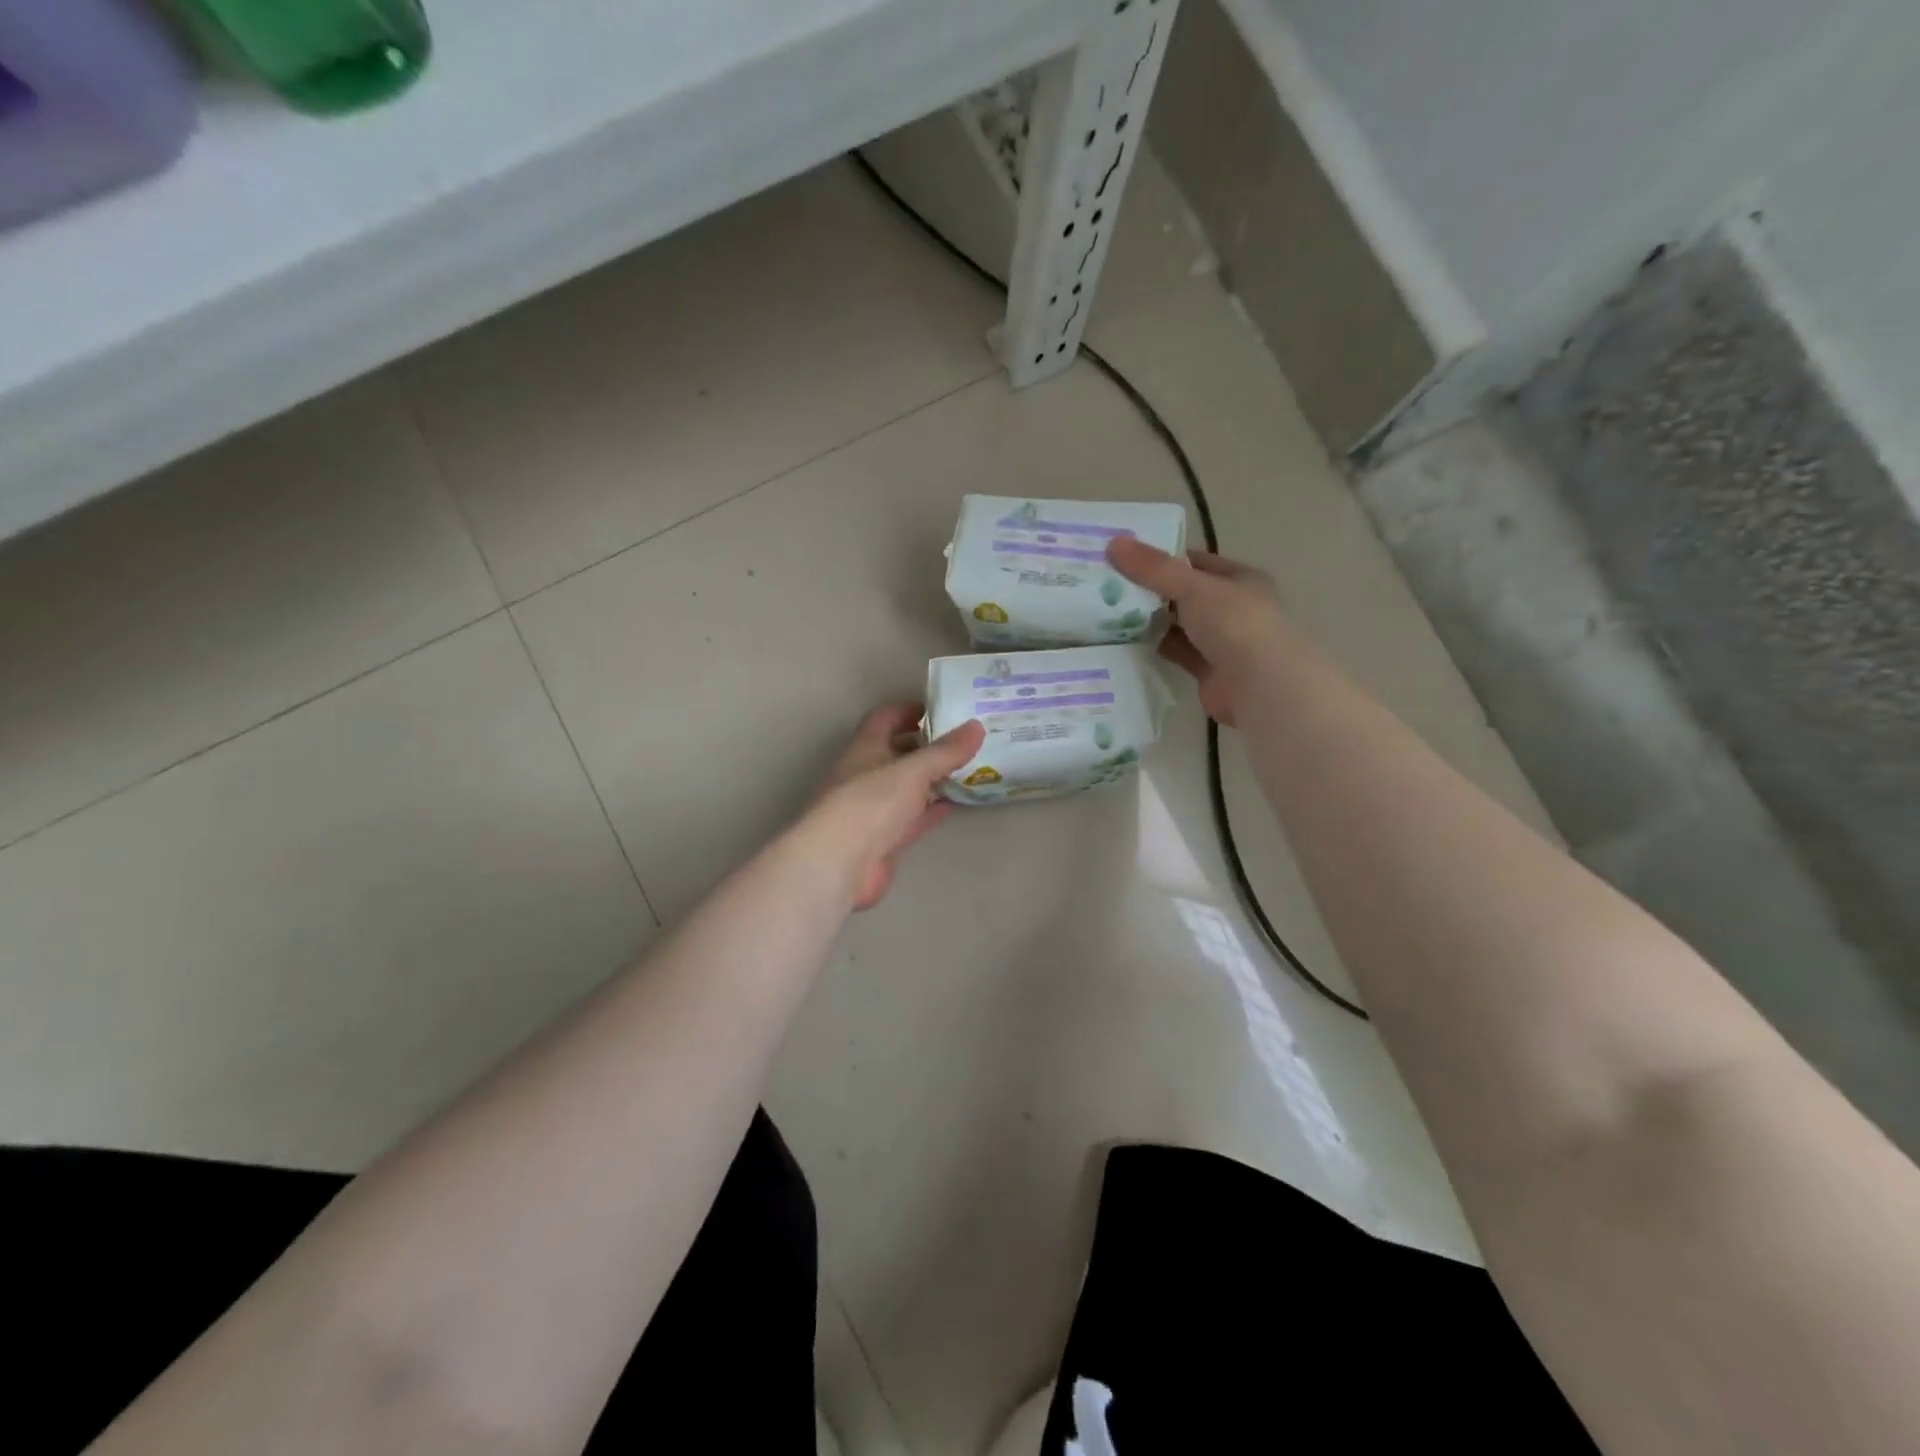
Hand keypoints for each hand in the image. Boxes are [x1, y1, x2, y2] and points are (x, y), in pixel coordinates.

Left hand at [801, 703, 986, 910]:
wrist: (840, 863)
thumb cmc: (870, 804)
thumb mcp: (912, 771)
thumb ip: (945, 751)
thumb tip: (976, 725)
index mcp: (865, 749)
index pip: (885, 719)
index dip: (909, 710)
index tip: (941, 709)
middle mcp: (867, 774)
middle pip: (898, 752)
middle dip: (928, 746)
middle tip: (965, 740)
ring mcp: (875, 808)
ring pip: (908, 786)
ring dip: (933, 778)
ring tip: (969, 768)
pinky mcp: (884, 838)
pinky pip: (913, 817)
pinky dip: (932, 809)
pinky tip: (956, 803)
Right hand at [1108, 538, 1292, 726]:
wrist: (1258, 684)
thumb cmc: (1234, 623)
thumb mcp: (1192, 587)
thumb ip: (1154, 568)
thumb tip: (1114, 543)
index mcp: (1240, 580)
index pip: (1197, 562)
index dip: (1164, 558)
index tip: (1126, 558)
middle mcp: (1233, 608)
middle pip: (1185, 594)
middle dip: (1152, 591)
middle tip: (1110, 585)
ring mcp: (1222, 641)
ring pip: (1180, 625)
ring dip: (1152, 621)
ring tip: (1111, 611)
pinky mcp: (1208, 670)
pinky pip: (1177, 652)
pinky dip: (1157, 647)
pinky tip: (1128, 642)